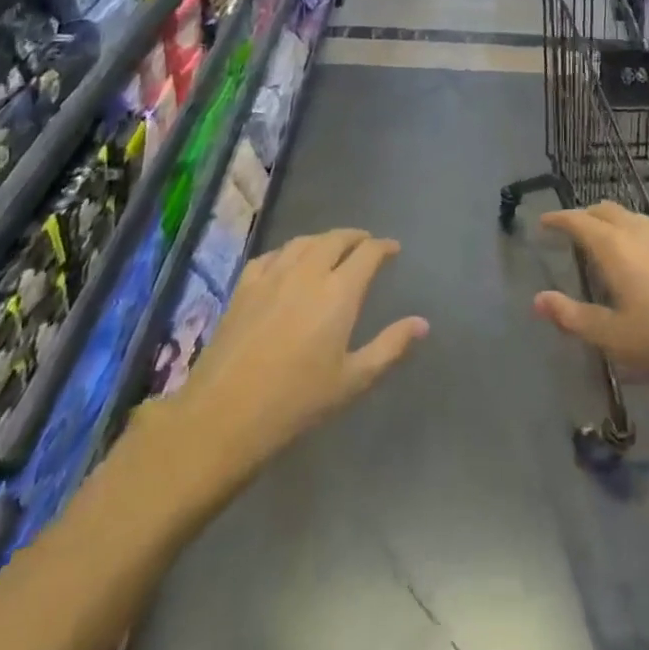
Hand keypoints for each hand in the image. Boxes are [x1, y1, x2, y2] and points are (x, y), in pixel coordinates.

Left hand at [165, 229, 427, 481]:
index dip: (383, 247)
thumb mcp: (353, 380)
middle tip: (366, 244)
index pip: (367, 253)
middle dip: (355, 237)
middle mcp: (308, 272)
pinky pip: (272, 255)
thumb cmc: (298, 401)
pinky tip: (288, 262)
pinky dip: (289, 251)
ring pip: (303, 241)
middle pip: (335, 239)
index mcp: (339, 292)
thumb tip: (422, 323)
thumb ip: (390, 346)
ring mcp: (272, 275)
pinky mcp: (244, 285)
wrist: (226, 413)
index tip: (393, 249)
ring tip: (332, 248)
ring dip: (323, 240)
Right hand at [533, 202, 648, 470]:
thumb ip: (573, 317)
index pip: (578, 221)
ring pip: (636, 219)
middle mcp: (643, 231)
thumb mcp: (614, 338)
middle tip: (574, 229)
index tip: (544, 222)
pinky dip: (643, 236)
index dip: (558, 219)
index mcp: (615, 247)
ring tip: (610, 244)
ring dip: (616, 224)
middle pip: (607, 211)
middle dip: (586, 215)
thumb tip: (538, 300)